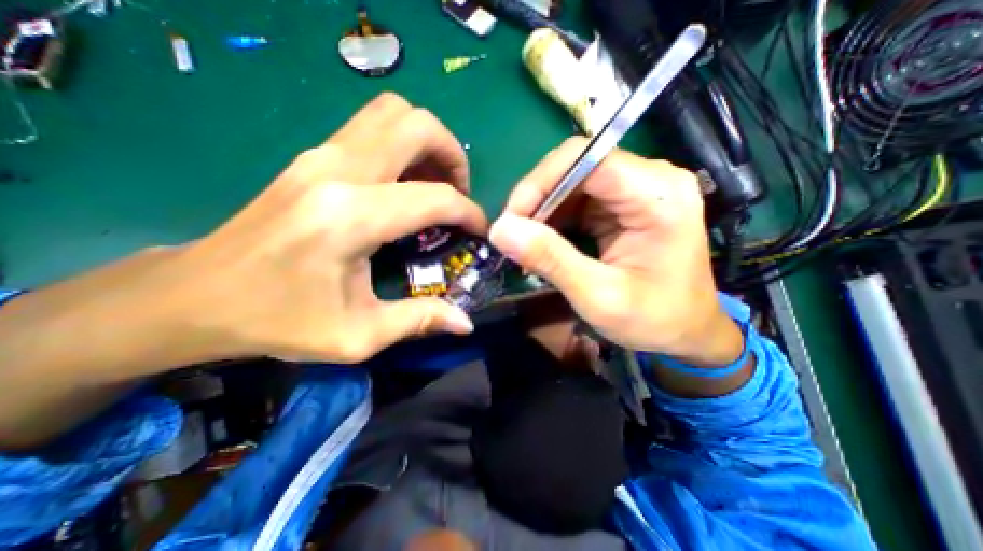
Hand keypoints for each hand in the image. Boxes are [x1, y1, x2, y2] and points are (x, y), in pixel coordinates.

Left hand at [173, 93, 486, 360]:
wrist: (194, 296)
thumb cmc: (277, 321)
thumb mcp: (357, 335)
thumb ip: (420, 321)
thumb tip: (465, 323)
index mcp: (350, 218)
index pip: (434, 198)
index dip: (469, 212)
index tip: (480, 230)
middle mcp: (337, 171)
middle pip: (414, 124)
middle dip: (452, 154)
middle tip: (459, 192)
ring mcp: (320, 156)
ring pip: (392, 114)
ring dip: (427, 143)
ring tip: (437, 184)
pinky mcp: (313, 158)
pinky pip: (372, 129)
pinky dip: (403, 146)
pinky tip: (406, 185)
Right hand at [491, 139, 737, 365]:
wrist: (687, 332)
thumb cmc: (654, 319)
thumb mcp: (598, 296)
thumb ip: (551, 260)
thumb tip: (500, 230)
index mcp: (658, 195)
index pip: (586, 158)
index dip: (540, 183)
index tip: (511, 220)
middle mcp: (650, 179)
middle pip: (576, 165)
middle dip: (536, 198)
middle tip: (513, 235)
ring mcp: (636, 189)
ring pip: (571, 180)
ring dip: (542, 209)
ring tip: (526, 243)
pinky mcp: (623, 203)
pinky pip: (577, 198)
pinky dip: (553, 217)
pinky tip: (543, 241)